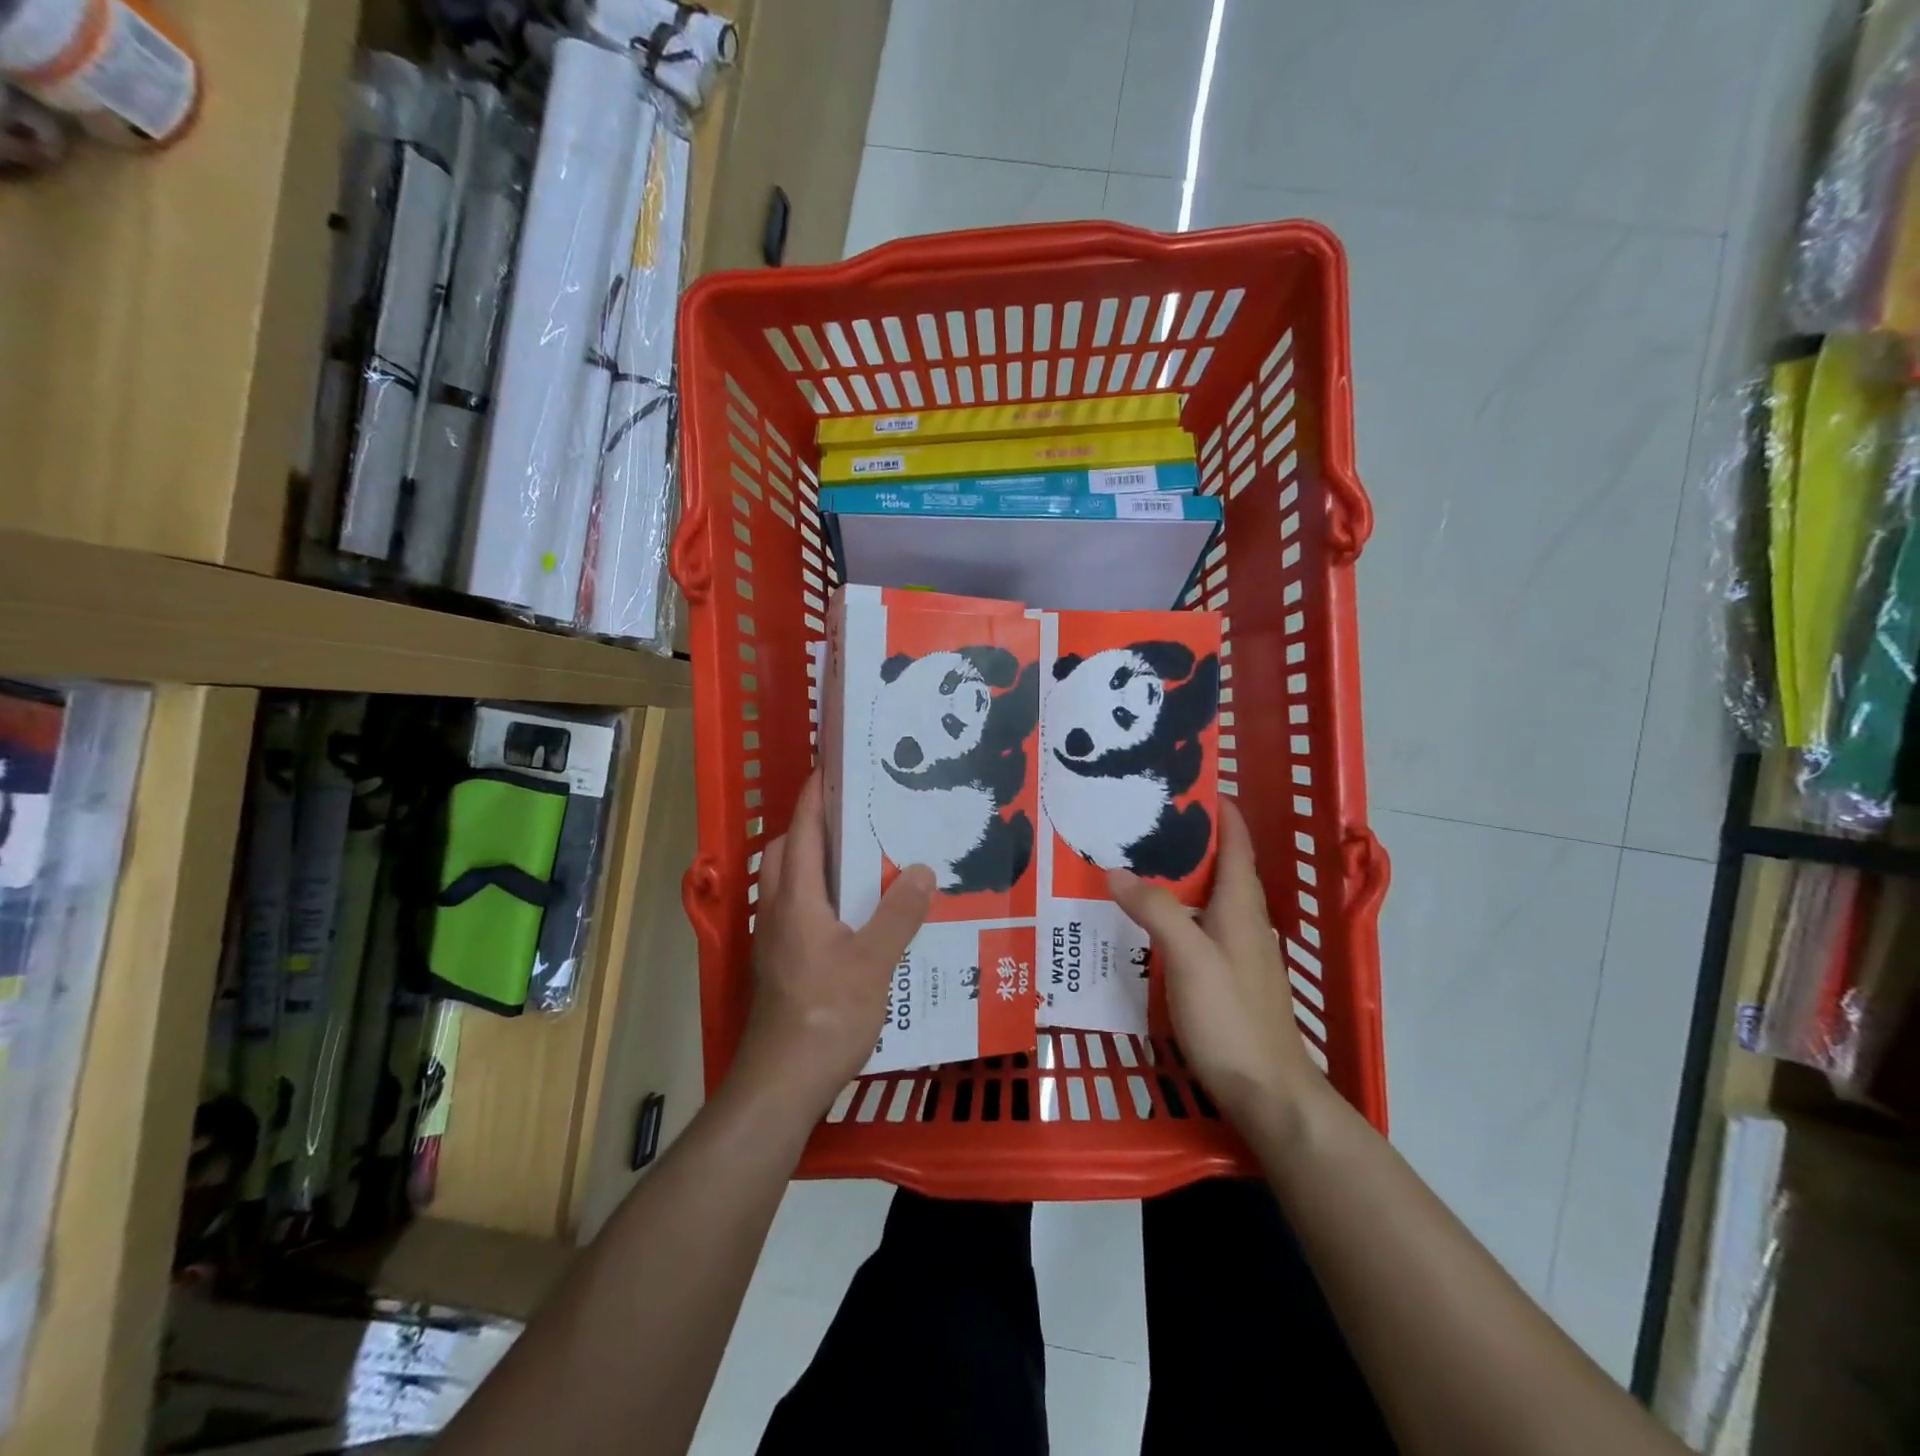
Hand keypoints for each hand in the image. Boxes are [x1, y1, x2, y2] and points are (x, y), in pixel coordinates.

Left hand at [734, 772, 933, 1115]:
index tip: (832, 768)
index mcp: (796, 899)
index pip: (801, 831)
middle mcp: (776, 911)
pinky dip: (817, 895)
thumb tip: (921, 868)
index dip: (814, 797)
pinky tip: (854, 916)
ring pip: (787, 883)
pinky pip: (795, 910)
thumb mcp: (874, 961)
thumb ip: (900, 913)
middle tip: (856, 817)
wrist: (782, 1082)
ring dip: (813, 862)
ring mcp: (773, 940)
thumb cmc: (827, 1014)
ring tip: (861, 860)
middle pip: (784, 852)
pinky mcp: (779, 964)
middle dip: (811, 826)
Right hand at [1107, 799, 1317, 1128]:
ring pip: (1207, 899)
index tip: (1188, 784)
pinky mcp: (1228, 977)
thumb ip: (1156, 910)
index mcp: (1242, 906)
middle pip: (1220, 867)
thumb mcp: (1188, 958)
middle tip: (1140, 823)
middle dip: (1187, 840)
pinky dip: (1175, 912)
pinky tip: (1145, 924)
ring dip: (1178, 878)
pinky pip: (1199, 927)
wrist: (1267, 1092)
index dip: (1219, 811)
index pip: (1236, 843)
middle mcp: (1245, 921)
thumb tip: (1116, 870)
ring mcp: (1239, 951)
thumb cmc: (1231, 1017)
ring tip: (1134, 865)